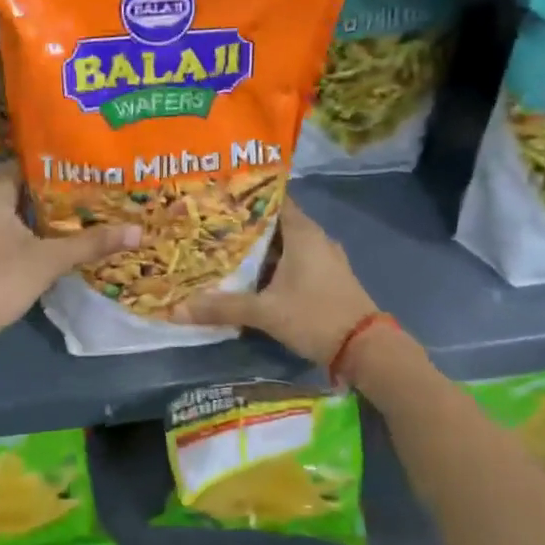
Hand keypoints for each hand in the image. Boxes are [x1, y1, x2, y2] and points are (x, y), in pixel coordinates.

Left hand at [0, 166, 140, 339]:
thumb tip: (137, 230)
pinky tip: (56, 243)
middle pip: (22, 189)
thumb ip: (91, 243)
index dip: (56, 164)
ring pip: (15, 214)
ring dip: (43, 216)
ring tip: (82, 214)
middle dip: (55, 192)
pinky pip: (9, 233)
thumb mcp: (50, 259)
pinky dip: (31, 234)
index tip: (86, 166)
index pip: (25, 164)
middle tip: (92, 190)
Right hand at [174, 199, 378, 364]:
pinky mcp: (328, 278)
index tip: (218, 195)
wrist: (366, 349)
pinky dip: (274, 264)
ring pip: (285, 244)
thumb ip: (223, 307)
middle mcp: (315, 238)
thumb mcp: (265, 312)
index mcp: (302, 232)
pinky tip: (252, 275)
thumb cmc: (316, 316)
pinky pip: (295, 261)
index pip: (273, 199)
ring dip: (260, 247)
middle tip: (212, 225)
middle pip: (275, 222)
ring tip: (224, 248)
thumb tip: (177, 309)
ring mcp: (325, 259)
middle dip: (246, 225)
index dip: (246, 196)